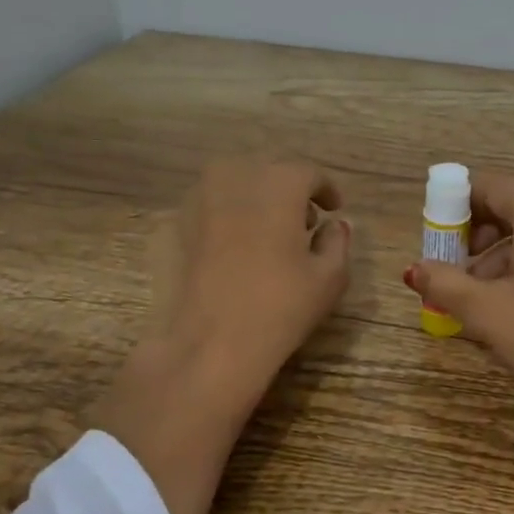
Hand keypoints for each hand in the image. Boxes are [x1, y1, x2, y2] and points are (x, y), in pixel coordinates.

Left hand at [95, 160, 350, 513]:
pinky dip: (228, 212)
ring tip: (269, 231)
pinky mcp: (176, 223)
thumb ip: (337, 242)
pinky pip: (210, 204)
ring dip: (257, 196)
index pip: (309, 173)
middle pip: (270, 170)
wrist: (210, 343)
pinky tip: (236, 245)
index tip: (334, 209)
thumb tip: (334, 225)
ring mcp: (199, 197)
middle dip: (291, 190)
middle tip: (305, 221)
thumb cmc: (281, 306)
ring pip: (236, 181)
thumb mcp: (330, 277)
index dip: (327, 189)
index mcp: (279, 183)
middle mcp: (236, 177)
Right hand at [404, 172, 513, 489]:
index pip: (488, 187)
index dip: (456, 210)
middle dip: (478, 236)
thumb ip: (444, 282)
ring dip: (502, 256)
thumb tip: (414, 269)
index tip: (438, 243)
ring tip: (480, 298)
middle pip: (513, 206)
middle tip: (456, 271)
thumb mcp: (485, 309)